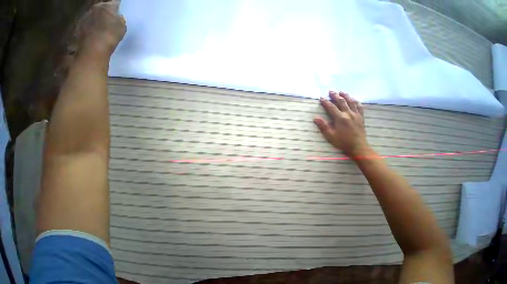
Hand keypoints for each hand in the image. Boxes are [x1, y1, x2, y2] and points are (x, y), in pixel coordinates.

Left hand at [77, 1, 126, 57]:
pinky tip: (96, 31)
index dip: (118, 6)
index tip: (120, 10)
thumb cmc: (111, 35)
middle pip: (103, 6)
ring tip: (103, 25)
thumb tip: (119, 16)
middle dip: (107, 10)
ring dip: (99, 17)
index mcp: (108, 6)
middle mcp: (96, 7)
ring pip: (95, 13)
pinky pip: (89, 21)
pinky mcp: (81, 23)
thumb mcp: (122, 28)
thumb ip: (120, 19)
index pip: (115, 2)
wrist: (94, 46)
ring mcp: (87, 14)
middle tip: (112, 17)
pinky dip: (92, 24)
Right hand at [314, 91, 369, 156]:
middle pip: (341, 102)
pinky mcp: (361, 117)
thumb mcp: (330, 136)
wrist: (358, 147)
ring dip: (346, 95)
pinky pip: (359, 106)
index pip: (331, 107)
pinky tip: (353, 99)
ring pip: (351, 102)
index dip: (325, 102)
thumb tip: (315, 118)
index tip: (321, 97)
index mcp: (340, 118)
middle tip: (330, 90)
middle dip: (335, 95)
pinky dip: (356, 101)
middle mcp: (349, 114)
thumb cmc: (342, 142)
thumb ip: (323, 126)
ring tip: (341, 91)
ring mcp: (356, 115)